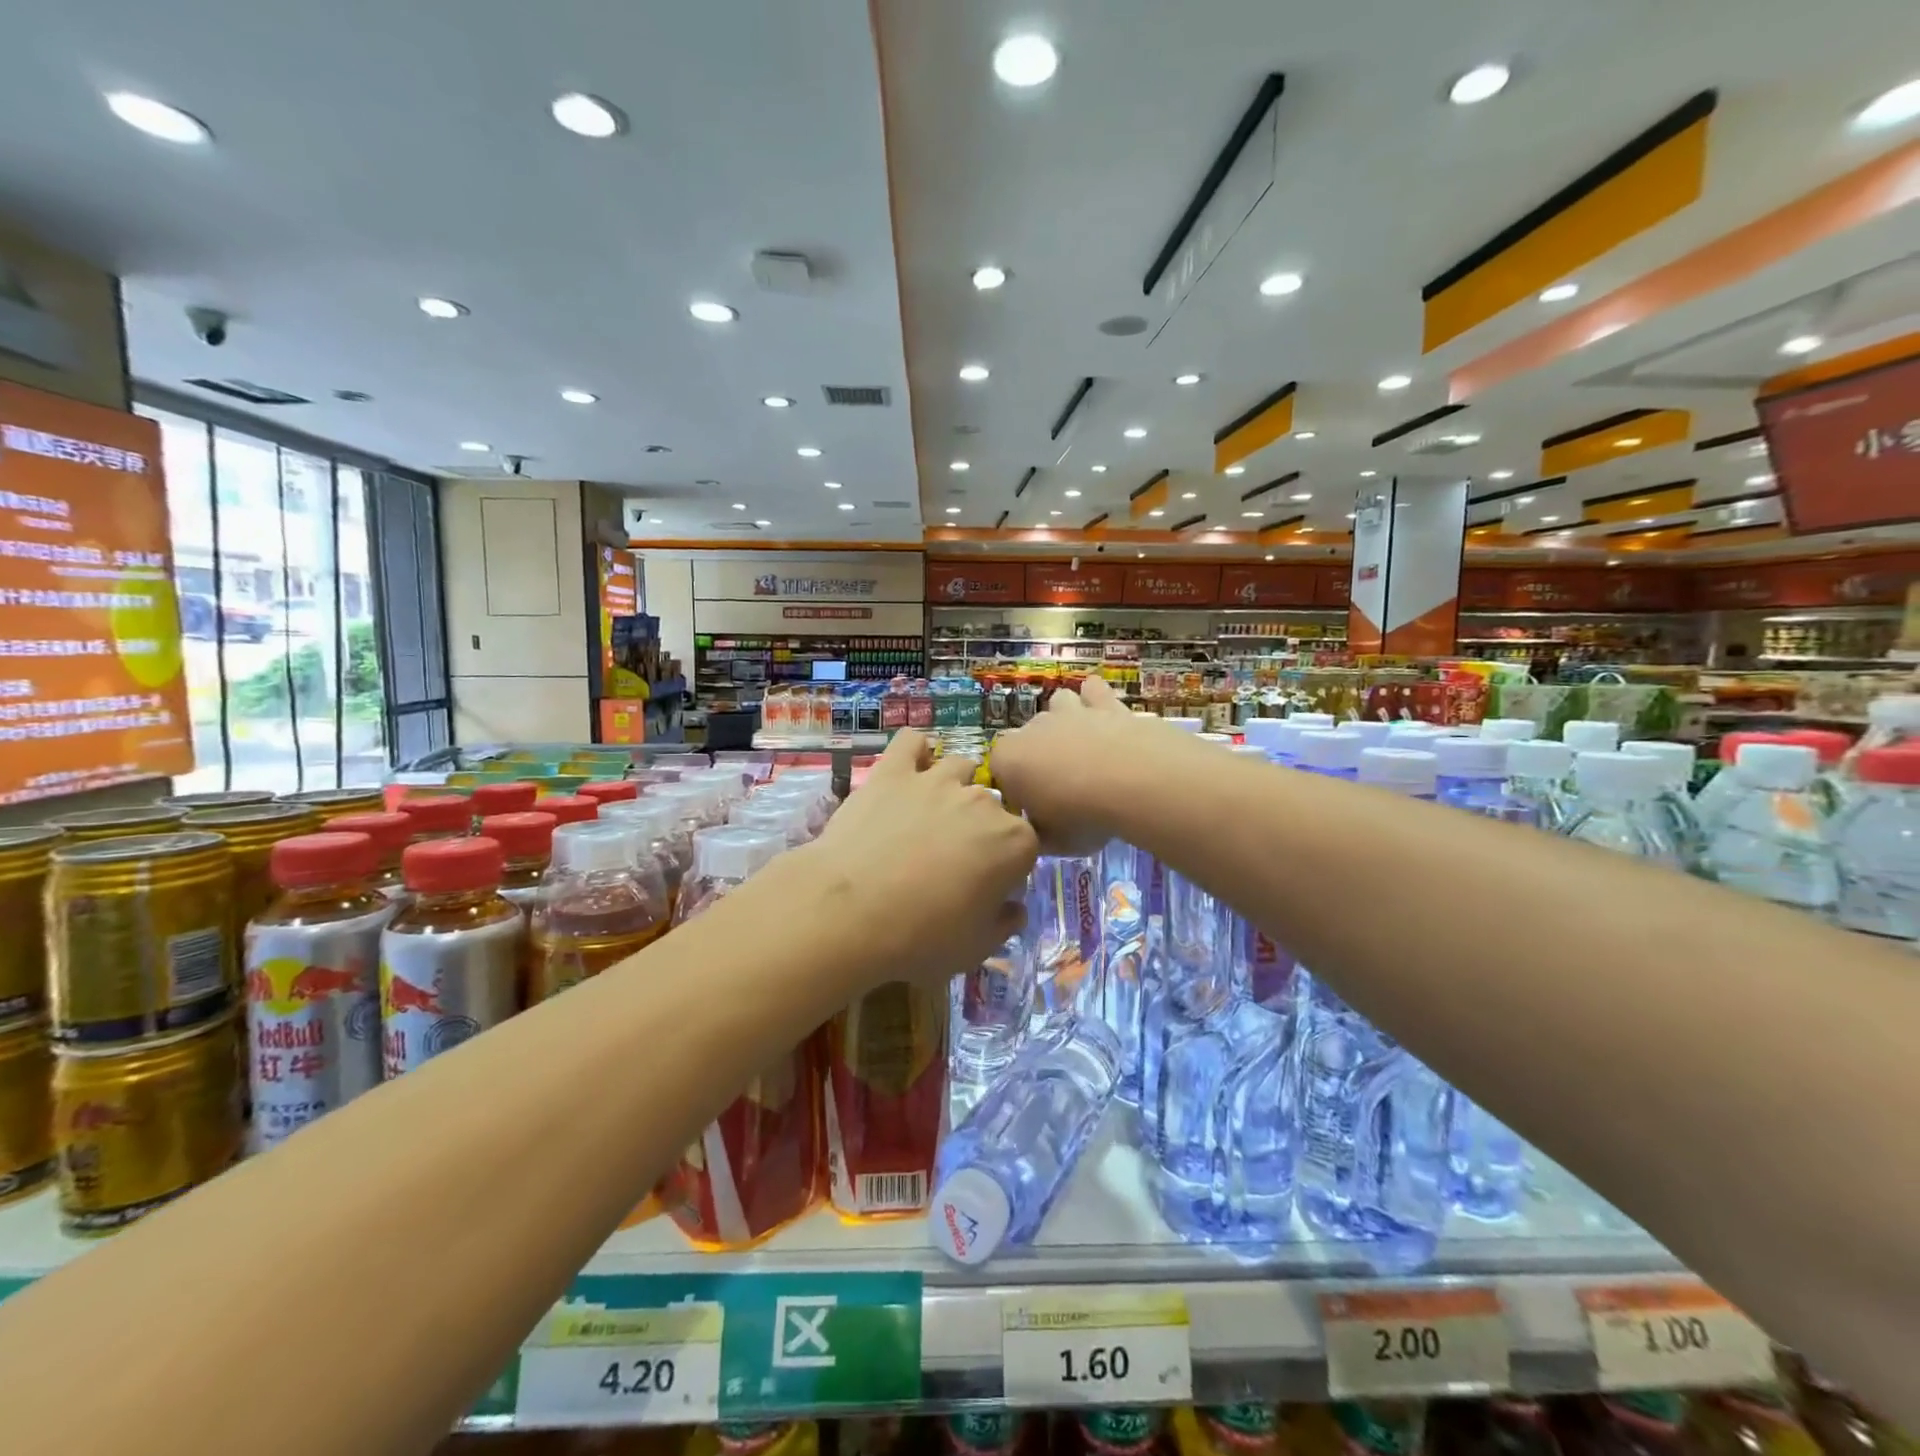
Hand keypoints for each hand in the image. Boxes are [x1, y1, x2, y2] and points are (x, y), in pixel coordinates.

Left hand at [798, 730, 1038, 991]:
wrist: (850, 912)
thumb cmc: (921, 938)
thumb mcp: (976, 948)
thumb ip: (1004, 924)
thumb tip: (1014, 909)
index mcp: (1013, 842)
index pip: (1026, 846)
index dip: (1008, 867)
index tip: (987, 888)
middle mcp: (983, 801)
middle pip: (993, 807)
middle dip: (981, 829)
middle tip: (952, 861)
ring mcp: (936, 780)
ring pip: (959, 767)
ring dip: (954, 787)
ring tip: (932, 814)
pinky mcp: (893, 772)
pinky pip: (911, 743)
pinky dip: (914, 752)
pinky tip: (909, 770)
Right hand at [991, 675, 1181, 853]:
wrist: (1136, 783)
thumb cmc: (1083, 816)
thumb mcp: (1053, 842)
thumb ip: (1039, 834)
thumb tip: (1040, 832)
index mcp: (1008, 759)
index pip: (999, 772)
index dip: (1016, 791)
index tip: (1035, 811)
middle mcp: (1032, 728)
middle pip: (1028, 739)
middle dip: (1040, 757)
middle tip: (1064, 788)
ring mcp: (1070, 712)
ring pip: (1057, 706)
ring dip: (1065, 721)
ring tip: (1082, 747)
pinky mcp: (1106, 704)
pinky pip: (1093, 691)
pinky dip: (1095, 698)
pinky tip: (1102, 710)